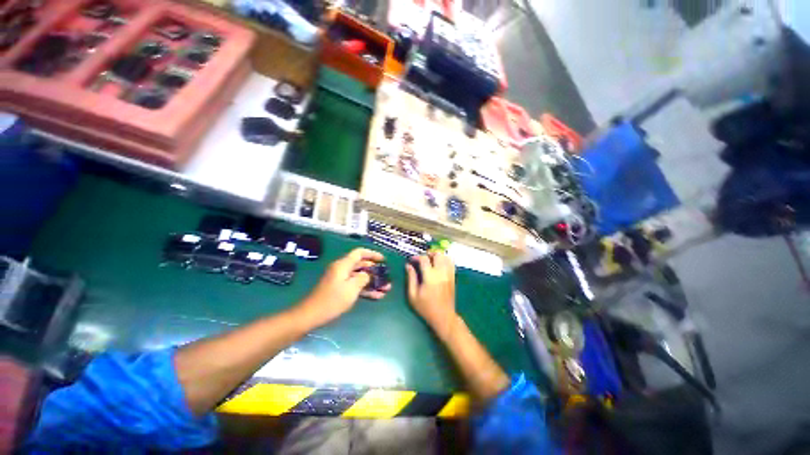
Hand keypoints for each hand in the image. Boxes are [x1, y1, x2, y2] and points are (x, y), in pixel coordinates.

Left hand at [297, 248, 389, 326]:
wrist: (311, 315)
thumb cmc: (332, 300)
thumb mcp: (351, 288)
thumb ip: (363, 278)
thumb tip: (369, 274)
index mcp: (343, 265)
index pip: (359, 253)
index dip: (372, 254)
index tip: (383, 260)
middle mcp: (342, 269)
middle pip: (362, 265)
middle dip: (375, 271)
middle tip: (387, 276)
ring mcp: (341, 280)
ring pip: (360, 277)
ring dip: (373, 282)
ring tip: (386, 289)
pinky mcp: (340, 289)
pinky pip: (356, 286)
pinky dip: (366, 289)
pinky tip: (377, 296)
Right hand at [406, 251, 458, 340]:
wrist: (443, 317)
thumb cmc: (426, 307)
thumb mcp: (413, 295)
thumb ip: (410, 278)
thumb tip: (408, 266)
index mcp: (430, 277)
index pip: (424, 259)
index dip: (417, 257)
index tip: (412, 260)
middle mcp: (441, 273)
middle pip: (437, 254)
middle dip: (429, 253)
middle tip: (422, 259)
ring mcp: (449, 274)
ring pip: (445, 257)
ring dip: (437, 256)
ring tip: (431, 261)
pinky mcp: (453, 277)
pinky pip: (451, 263)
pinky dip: (445, 260)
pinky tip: (439, 265)